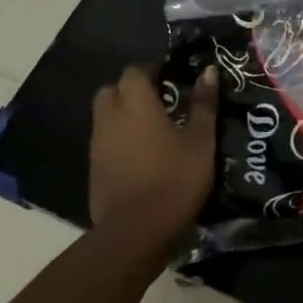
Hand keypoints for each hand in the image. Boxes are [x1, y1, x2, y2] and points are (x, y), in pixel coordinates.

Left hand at [88, 65, 218, 243]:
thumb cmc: (175, 178)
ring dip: (124, 115)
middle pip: (111, 90)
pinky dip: (119, 139)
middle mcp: (110, 118)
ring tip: (153, 128)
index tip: (172, 77)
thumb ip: (203, 103)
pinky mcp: (93, 171)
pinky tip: (141, 155)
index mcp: (136, 104)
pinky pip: (104, 142)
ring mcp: (97, 146)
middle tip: (159, 100)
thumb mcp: (201, 140)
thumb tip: (209, 71)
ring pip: (105, 117)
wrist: (136, 232)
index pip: (134, 71)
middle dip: (131, 89)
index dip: (152, 69)